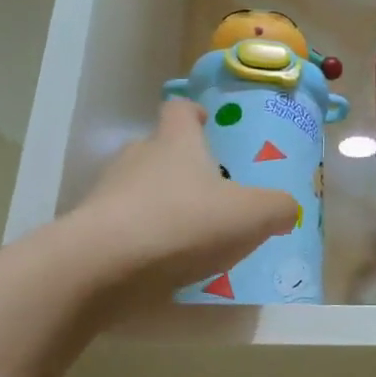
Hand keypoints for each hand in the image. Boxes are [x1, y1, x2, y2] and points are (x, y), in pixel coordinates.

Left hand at [75, 100, 298, 308]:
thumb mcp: (251, 216)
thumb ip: (277, 208)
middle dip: (182, 167)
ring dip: (162, 205)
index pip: (180, 110)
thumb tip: (285, 208)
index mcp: (176, 142)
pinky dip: (143, 238)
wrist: (104, 266)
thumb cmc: (185, 223)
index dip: (194, 114)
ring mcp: (108, 192)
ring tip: (189, 236)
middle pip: (159, 150)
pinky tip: (162, 264)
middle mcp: (138, 157)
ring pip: (140, 189)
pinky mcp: (91, 229)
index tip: (207, 124)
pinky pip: (124, 226)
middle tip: (211, 193)